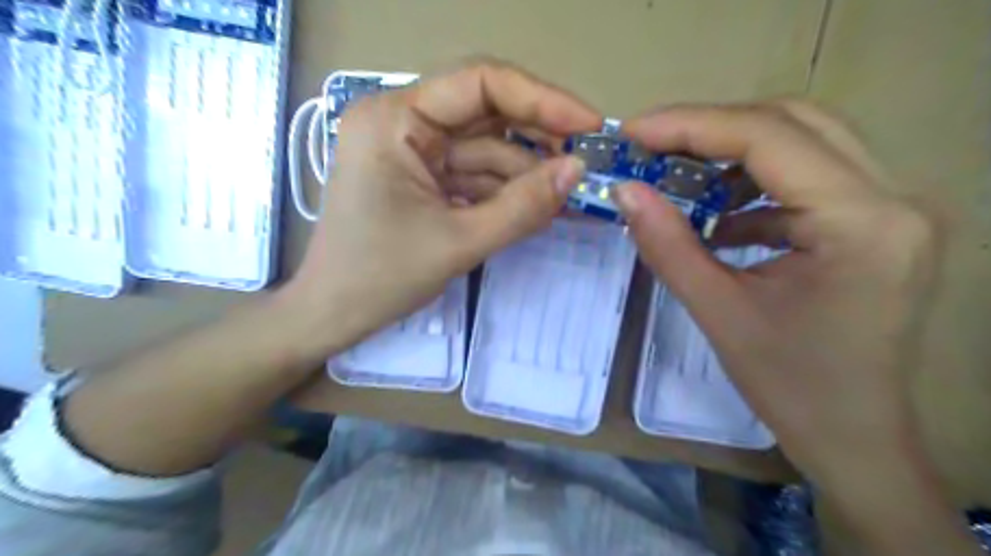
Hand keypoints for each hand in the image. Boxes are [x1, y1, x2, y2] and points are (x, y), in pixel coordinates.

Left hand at [282, 60, 599, 353]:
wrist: (334, 314)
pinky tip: (536, 205)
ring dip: (525, 172)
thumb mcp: (459, 243)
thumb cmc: (381, 278)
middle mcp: (401, 121)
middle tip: (584, 162)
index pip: (479, 84)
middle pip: (485, 113)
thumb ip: (522, 207)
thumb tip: (578, 171)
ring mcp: (411, 150)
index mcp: (394, 119)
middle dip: (536, 139)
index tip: (589, 125)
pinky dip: (505, 190)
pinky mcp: (421, 176)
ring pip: (484, 148)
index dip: (541, 99)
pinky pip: (473, 173)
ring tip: (567, 195)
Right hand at [616, 99, 938, 490]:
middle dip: (712, 130)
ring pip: (804, 142)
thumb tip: (625, 191)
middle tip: (654, 148)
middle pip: (794, 122)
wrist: (854, 436)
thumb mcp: (717, 313)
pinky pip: (809, 178)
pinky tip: (721, 217)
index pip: (770, 138)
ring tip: (681, 180)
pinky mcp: (877, 222)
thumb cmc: (790, 386)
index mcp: (862, 223)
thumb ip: (667, 245)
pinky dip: (755, 186)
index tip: (634, 132)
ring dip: (734, 154)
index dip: (692, 126)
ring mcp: (893, 207)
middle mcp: (894, 198)